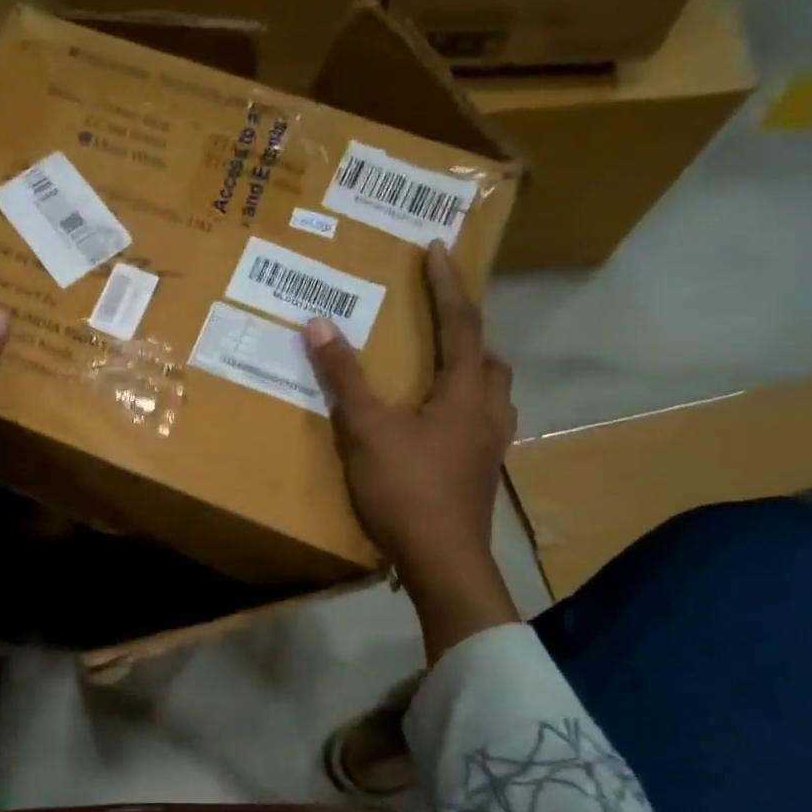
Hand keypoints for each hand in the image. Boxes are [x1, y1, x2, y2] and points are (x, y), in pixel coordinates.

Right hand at [303, 247, 519, 660]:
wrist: (442, 561)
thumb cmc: (406, 489)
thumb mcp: (366, 430)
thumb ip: (344, 379)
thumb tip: (319, 324)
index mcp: (464, 393)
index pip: (461, 324)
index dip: (448, 285)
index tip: (437, 250)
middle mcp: (487, 412)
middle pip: (488, 358)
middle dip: (468, 330)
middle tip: (440, 319)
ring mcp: (489, 447)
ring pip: (492, 393)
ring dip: (472, 371)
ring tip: (442, 369)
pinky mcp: (481, 474)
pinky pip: (482, 423)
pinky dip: (464, 408)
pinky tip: (440, 426)